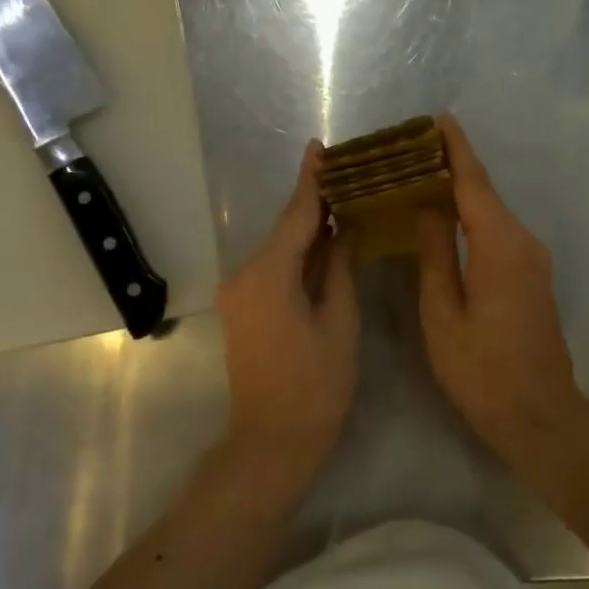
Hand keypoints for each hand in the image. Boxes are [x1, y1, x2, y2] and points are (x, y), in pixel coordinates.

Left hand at [216, 141, 359, 475]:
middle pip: (286, 230)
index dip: (311, 181)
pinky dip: (299, 255)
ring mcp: (239, 292)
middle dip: (316, 204)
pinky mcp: (243, 306)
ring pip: (280, 249)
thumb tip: (346, 230)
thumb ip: (340, 268)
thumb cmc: (316, 386)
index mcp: (268, 275)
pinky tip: (326, 243)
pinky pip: (274, 268)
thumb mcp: (340, 323)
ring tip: (346, 203)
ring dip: (309, 230)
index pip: (295, 216)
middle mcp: (244, 275)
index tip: (319, 147)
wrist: (272, 441)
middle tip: (350, 176)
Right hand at [416, 114, 581, 443]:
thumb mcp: (443, 313)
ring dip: (461, 191)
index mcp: (499, 245)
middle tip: (413, 149)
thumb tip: (428, 207)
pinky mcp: (532, 276)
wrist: (540, 415)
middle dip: (453, 165)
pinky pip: (498, 233)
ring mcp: (533, 259)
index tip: (437, 118)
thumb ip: (435, 254)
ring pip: (492, 212)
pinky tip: (446, 218)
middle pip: (485, 192)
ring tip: (421, 176)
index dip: (455, 148)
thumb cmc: (482, 370)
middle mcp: (523, 242)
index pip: (474, 183)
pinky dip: (472, 217)